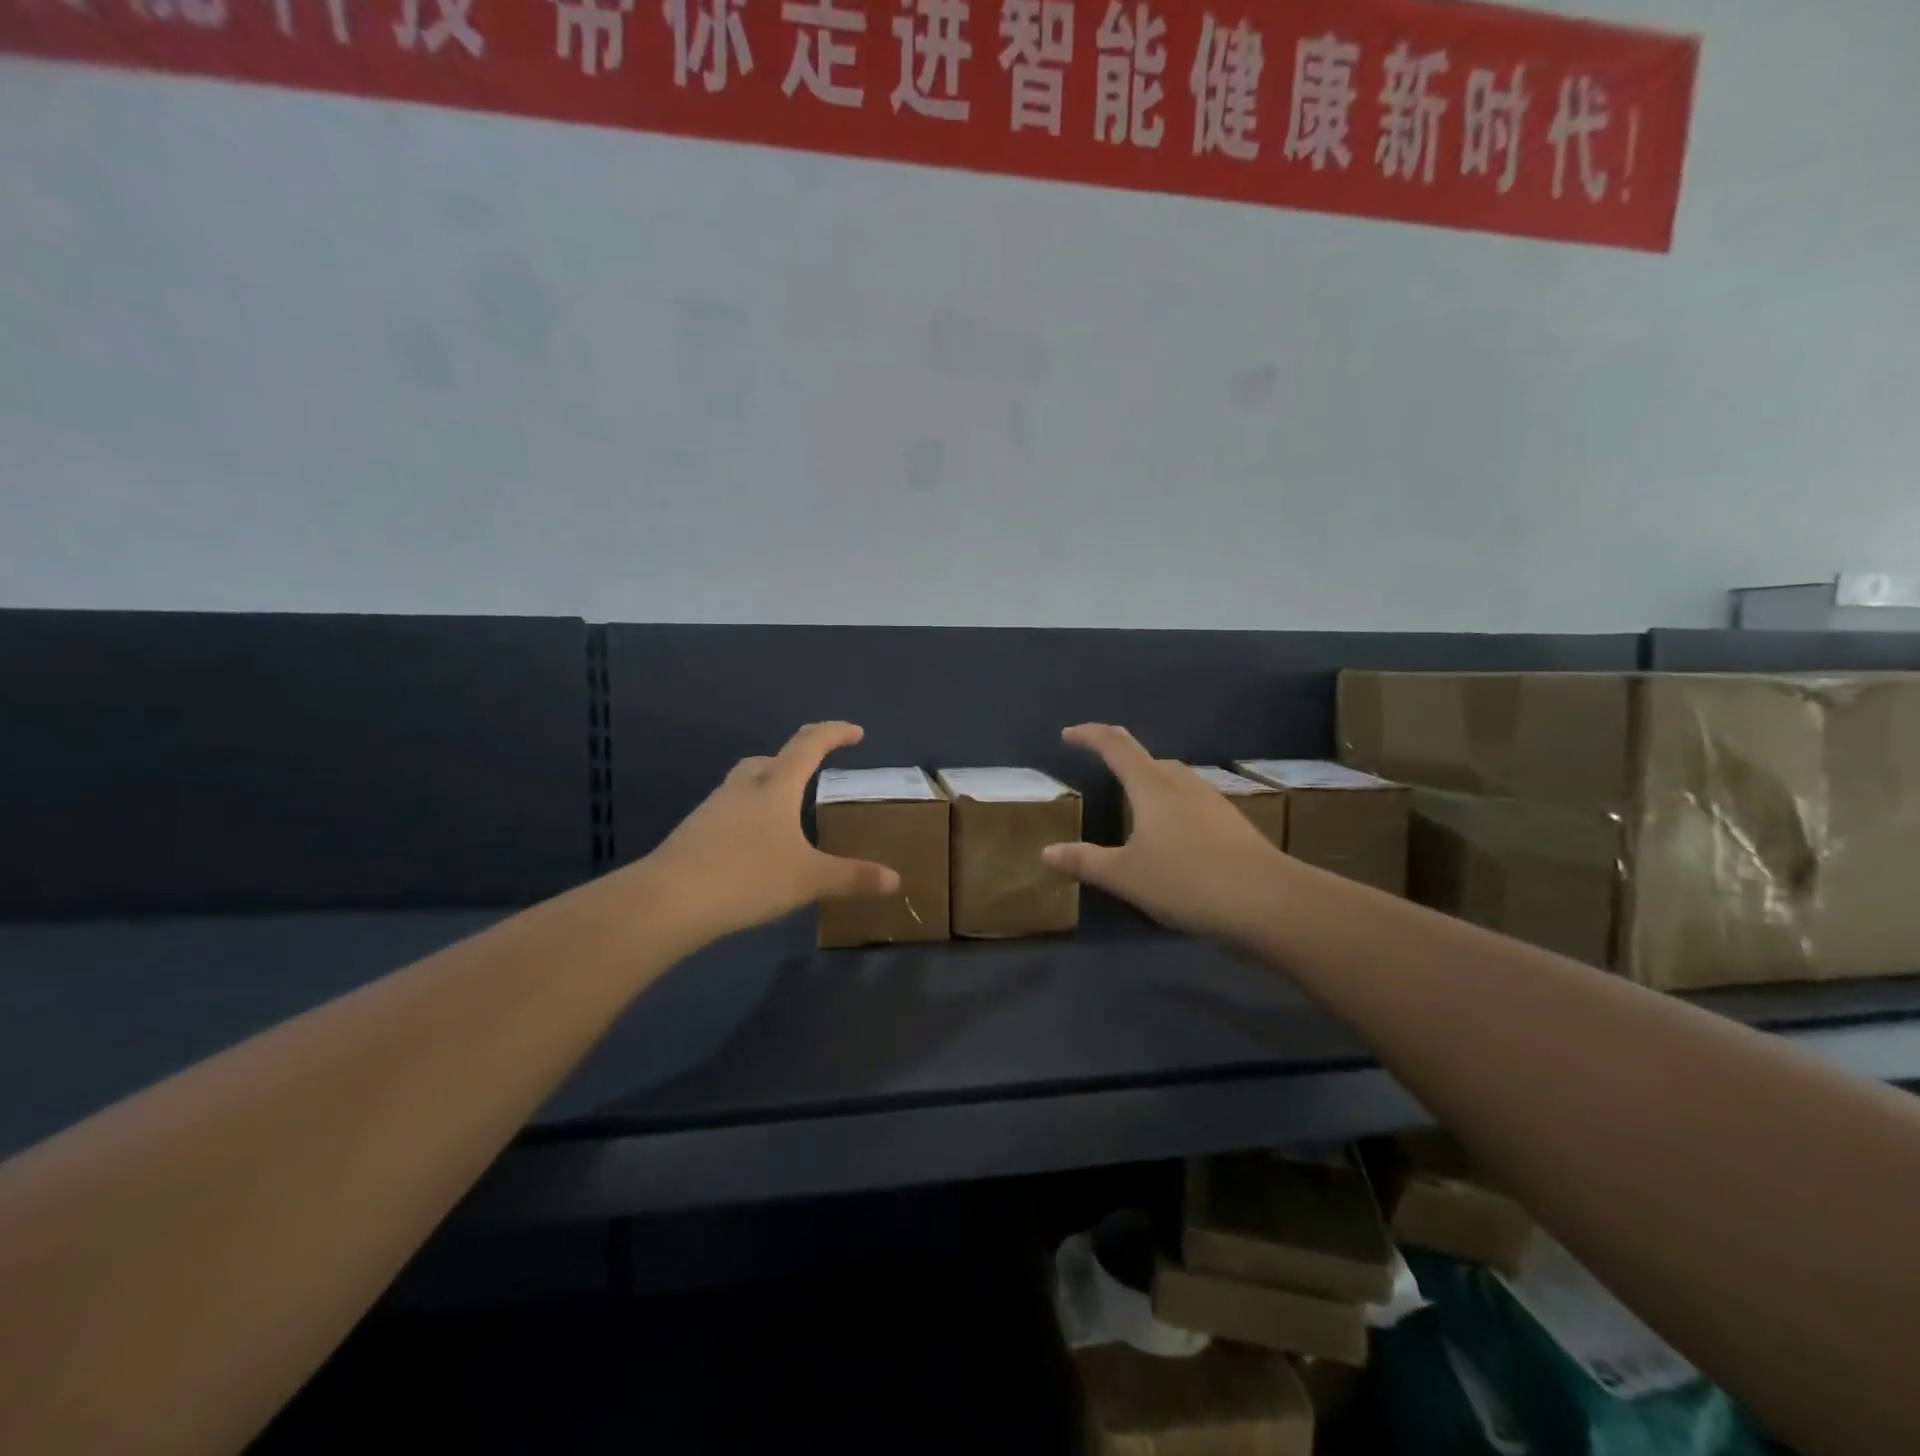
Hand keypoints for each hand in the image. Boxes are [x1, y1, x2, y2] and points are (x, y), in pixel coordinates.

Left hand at [645, 722, 900, 942]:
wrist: (669, 900)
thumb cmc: (748, 877)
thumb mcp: (809, 879)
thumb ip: (853, 877)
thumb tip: (896, 880)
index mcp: (776, 786)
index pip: (809, 744)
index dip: (835, 733)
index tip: (856, 732)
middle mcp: (743, 787)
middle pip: (771, 759)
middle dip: (796, 761)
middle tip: (814, 775)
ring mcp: (713, 808)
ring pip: (746, 784)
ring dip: (768, 788)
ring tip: (786, 814)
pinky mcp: (694, 832)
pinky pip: (729, 811)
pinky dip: (748, 817)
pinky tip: (754, 847)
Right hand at [1043, 724, 1291, 940]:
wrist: (1269, 902)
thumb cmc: (1187, 881)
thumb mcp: (1126, 876)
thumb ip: (1085, 862)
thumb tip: (1046, 852)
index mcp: (1152, 786)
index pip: (1116, 745)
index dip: (1090, 735)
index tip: (1069, 734)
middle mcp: (1182, 784)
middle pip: (1148, 760)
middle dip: (1121, 760)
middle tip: (1101, 771)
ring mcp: (1212, 802)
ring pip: (1173, 781)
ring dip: (1149, 784)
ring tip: (1134, 809)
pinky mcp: (1232, 824)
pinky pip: (1191, 804)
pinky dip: (1171, 809)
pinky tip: (1172, 839)